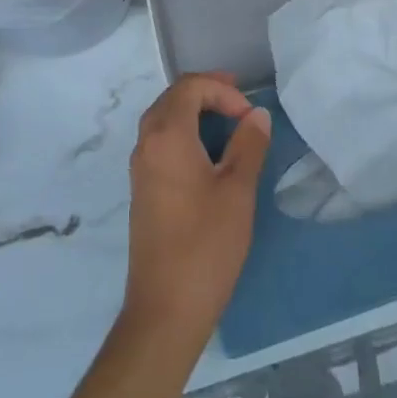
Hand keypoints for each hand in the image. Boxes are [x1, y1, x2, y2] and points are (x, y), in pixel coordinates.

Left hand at [121, 72, 270, 343]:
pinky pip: (159, 141)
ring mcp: (140, 167)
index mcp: (166, 135)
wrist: (165, 310)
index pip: (190, 87)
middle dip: (206, 92)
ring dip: (193, 111)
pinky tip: (206, 152)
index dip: (221, 89)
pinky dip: (182, 132)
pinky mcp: (141, 189)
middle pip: (172, 98)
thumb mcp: (237, 191)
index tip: (249, 112)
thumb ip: (248, 145)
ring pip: (163, 119)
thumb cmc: (205, 246)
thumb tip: (256, 115)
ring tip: (226, 121)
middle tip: (238, 100)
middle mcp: (146, 143)